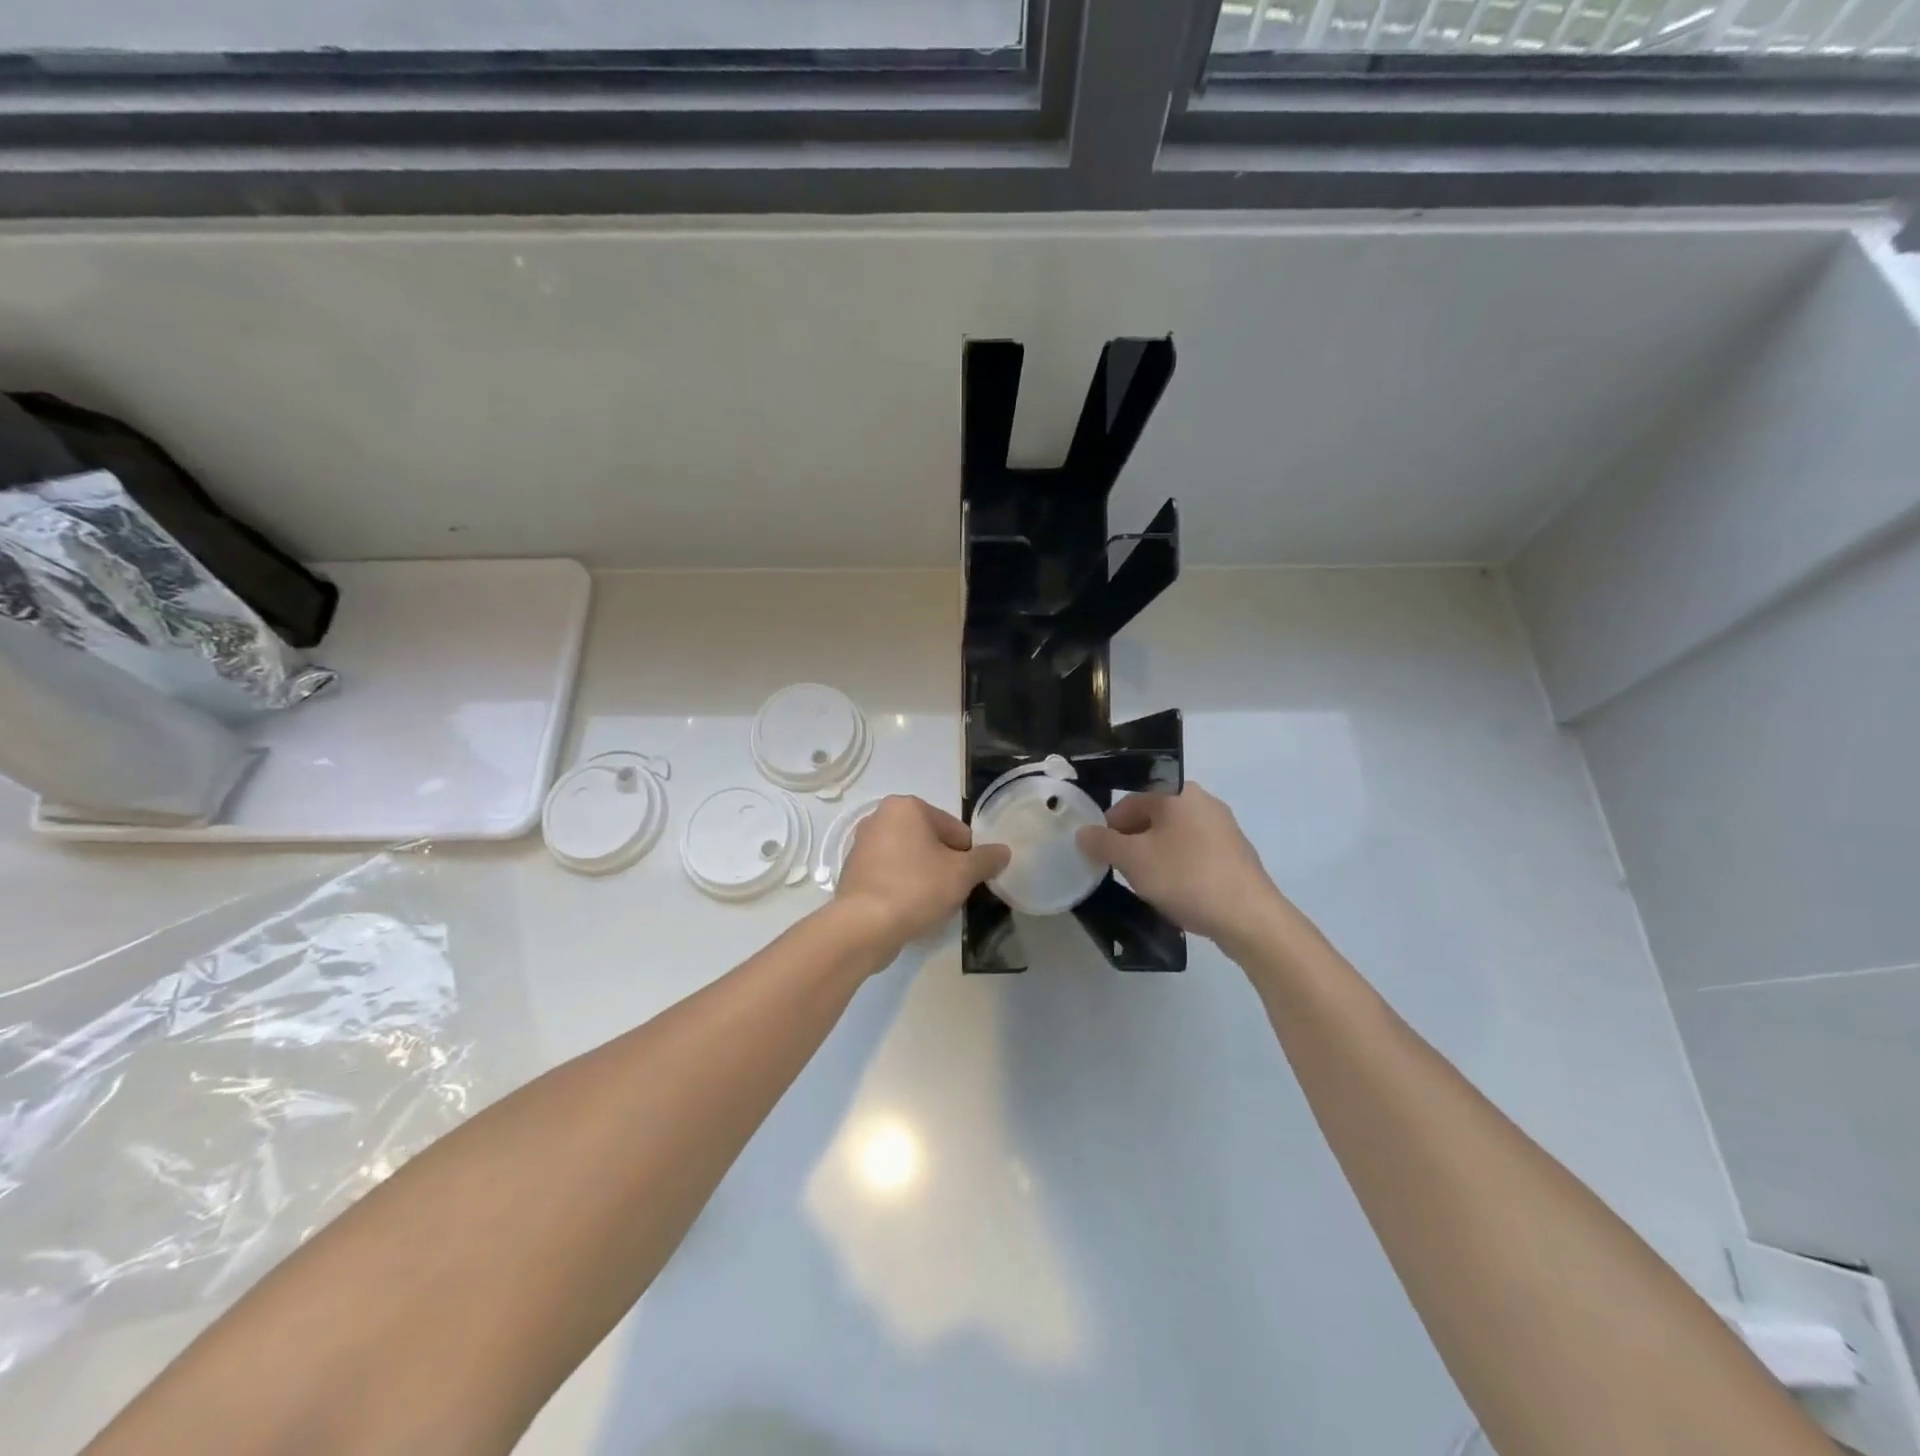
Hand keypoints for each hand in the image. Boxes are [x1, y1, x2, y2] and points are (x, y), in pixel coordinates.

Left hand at [836, 795, 1010, 950]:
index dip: (967, 856)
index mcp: (906, 807)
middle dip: (944, 865)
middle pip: (930, 841)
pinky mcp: (852, 871)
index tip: (967, 880)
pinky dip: (902, 887)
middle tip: (950, 893)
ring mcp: (861, 845)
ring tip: (929, 904)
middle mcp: (879, 817)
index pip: (954, 829)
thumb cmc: (916, 888)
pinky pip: (889, 875)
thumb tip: (1003, 851)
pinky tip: (907, 910)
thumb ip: (986, 859)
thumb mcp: (962, 873)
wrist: (864, 926)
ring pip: (909, 859)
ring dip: (924, 877)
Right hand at [1077, 783, 1288, 952]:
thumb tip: (1083, 833)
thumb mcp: (1134, 860)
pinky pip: (1194, 854)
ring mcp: (1224, 828)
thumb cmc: (1186, 877)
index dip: (1108, 827)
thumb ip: (1103, 843)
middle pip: (1152, 817)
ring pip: (1173, 837)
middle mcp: (1203, 802)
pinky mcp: (1235, 855)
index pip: (1130, 801)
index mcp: (1178, 793)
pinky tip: (1176, 892)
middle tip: (1121, 871)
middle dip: (1132, 843)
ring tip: (1148, 885)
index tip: (1100, 855)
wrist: (1249, 917)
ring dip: (1154, 857)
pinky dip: (1179, 868)